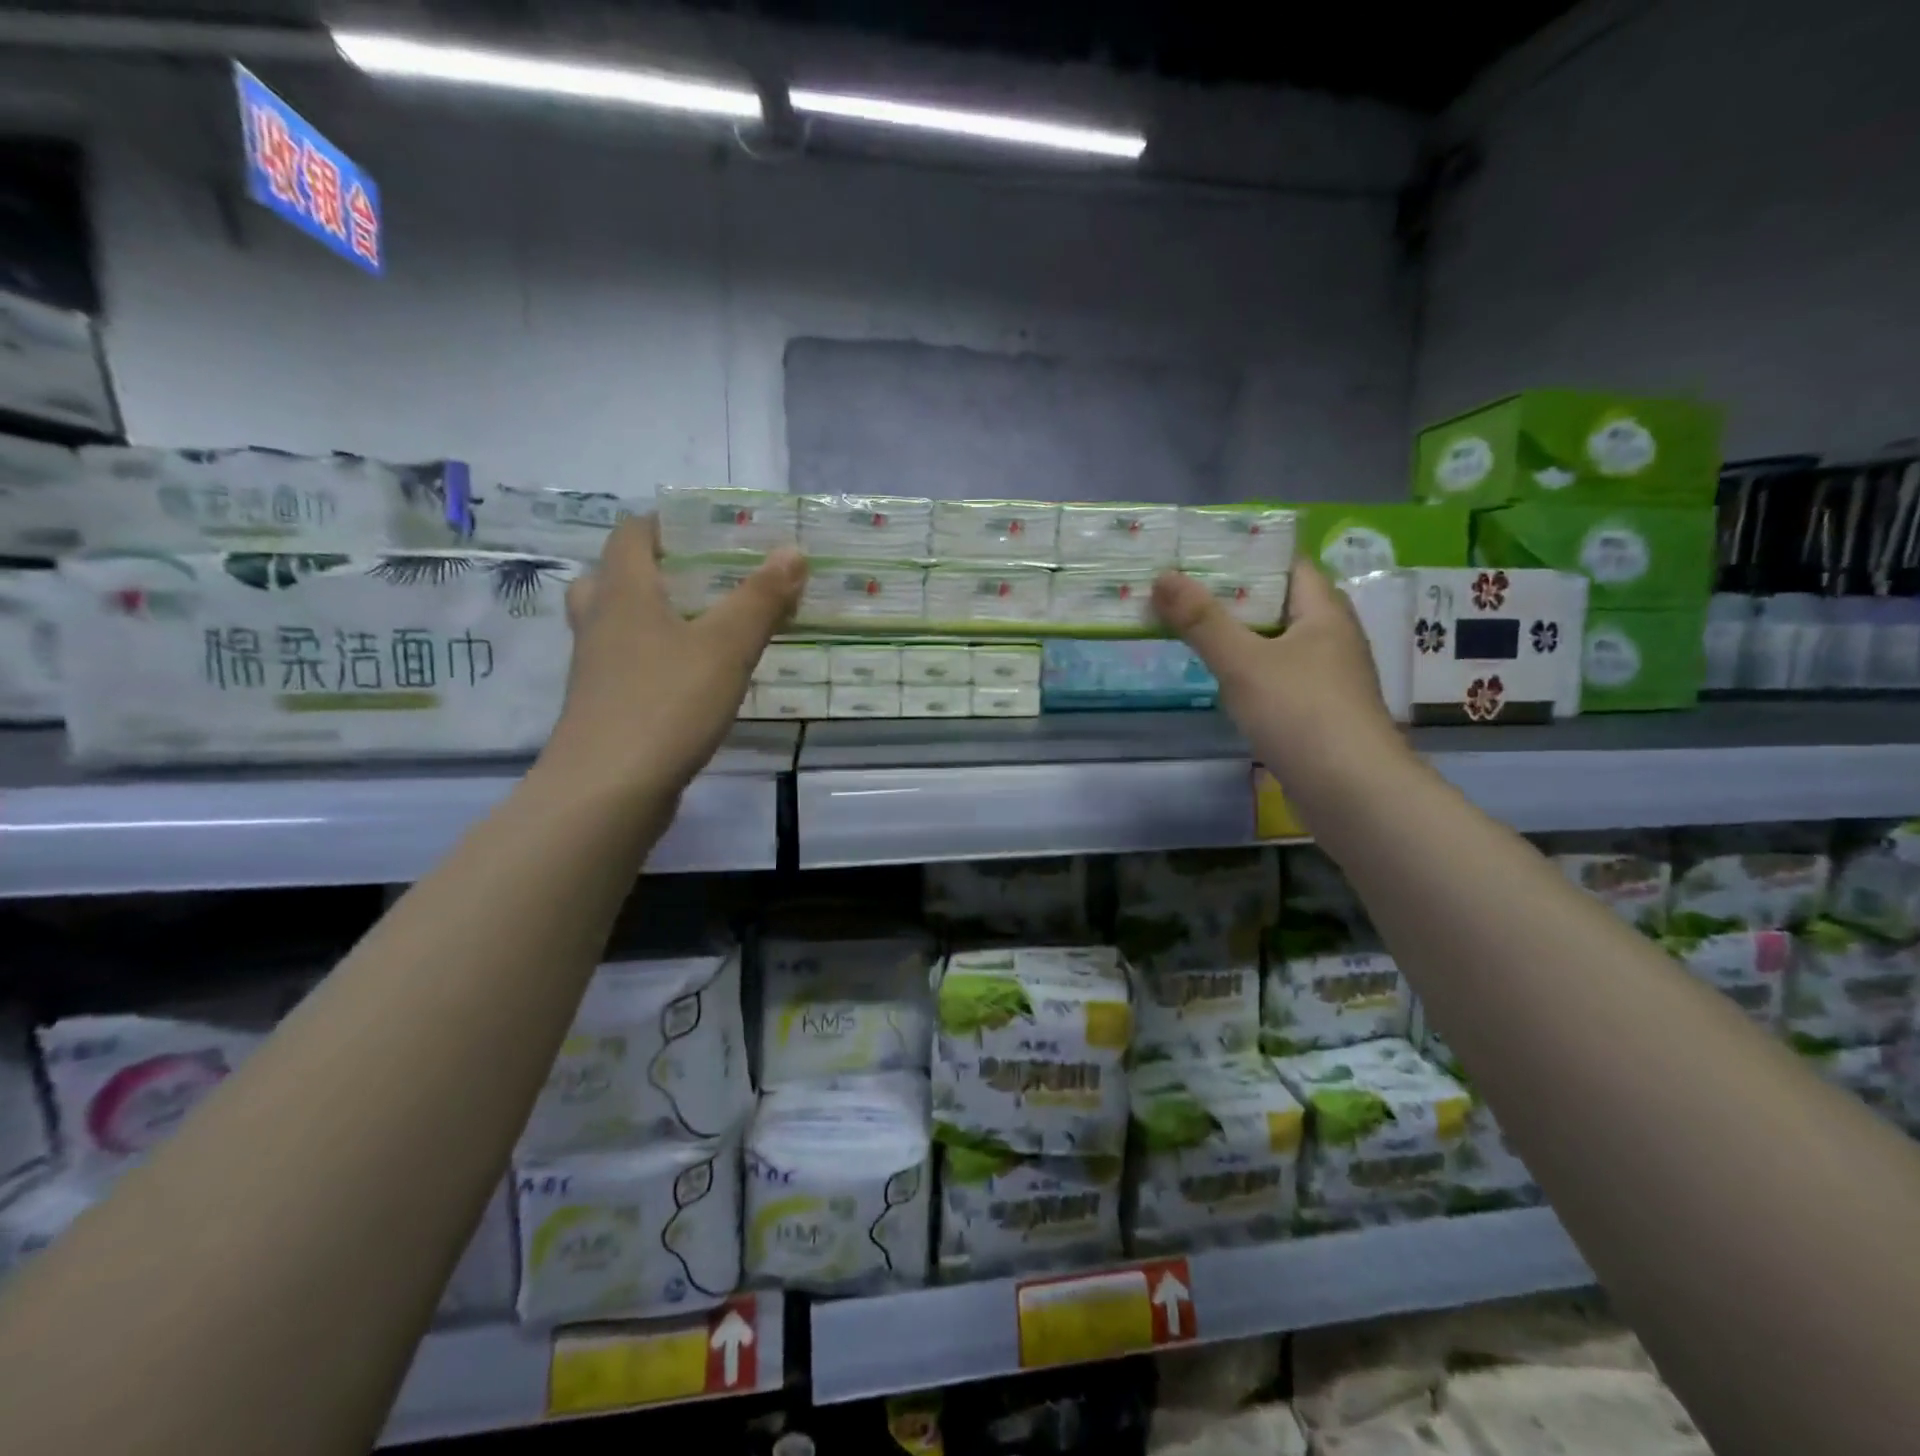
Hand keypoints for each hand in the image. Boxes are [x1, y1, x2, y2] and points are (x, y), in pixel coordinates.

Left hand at [542, 516, 806, 797]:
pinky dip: (653, 660)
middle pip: (613, 576)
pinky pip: (625, 665)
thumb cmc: (667, 703)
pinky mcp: (602, 707)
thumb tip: (792, 551)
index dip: (665, 523)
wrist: (608, 790)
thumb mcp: (727, 647)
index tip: (708, 531)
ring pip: (616, 624)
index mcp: (624, 593)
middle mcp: (599, 622)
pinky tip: (691, 680)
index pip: (631, 533)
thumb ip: (760, 599)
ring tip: (701, 627)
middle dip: (656, 571)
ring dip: (652, 617)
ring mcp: (595, 668)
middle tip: (703, 580)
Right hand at [1152, 559, 1402, 781]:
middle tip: (1183, 589)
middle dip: (1233, 596)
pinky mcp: (1317, 713)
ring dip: (1239, 635)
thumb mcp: (1243, 661)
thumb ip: (1201, 620)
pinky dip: (1249, 671)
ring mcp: (1327, 679)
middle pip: (1280, 603)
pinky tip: (1221, 679)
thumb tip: (1163, 575)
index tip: (1201, 553)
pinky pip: (1278, 677)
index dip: (1248, 554)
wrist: (1351, 792)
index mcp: (1324, 613)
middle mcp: (1332, 638)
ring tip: (1191, 628)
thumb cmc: (1300, 713)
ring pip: (1277, 643)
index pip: (1289, 564)